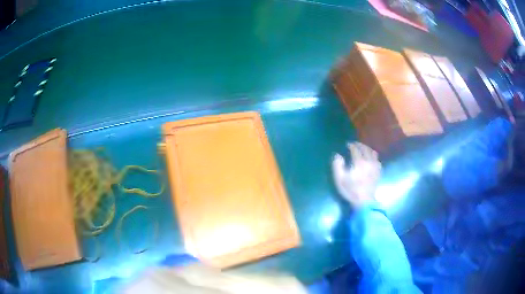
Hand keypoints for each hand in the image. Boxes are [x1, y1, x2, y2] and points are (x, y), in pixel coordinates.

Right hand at [332, 143, 380, 208]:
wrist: (364, 202)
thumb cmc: (351, 190)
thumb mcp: (340, 179)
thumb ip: (337, 165)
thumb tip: (338, 155)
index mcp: (359, 162)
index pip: (355, 149)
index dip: (351, 145)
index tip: (347, 144)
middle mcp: (369, 161)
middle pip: (365, 149)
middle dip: (359, 145)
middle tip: (354, 144)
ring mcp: (375, 166)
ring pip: (373, 153)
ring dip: (367, 149)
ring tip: (362, 149)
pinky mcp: (378, 172)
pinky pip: (377, 160)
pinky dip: (373, 156)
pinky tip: (370, 158)